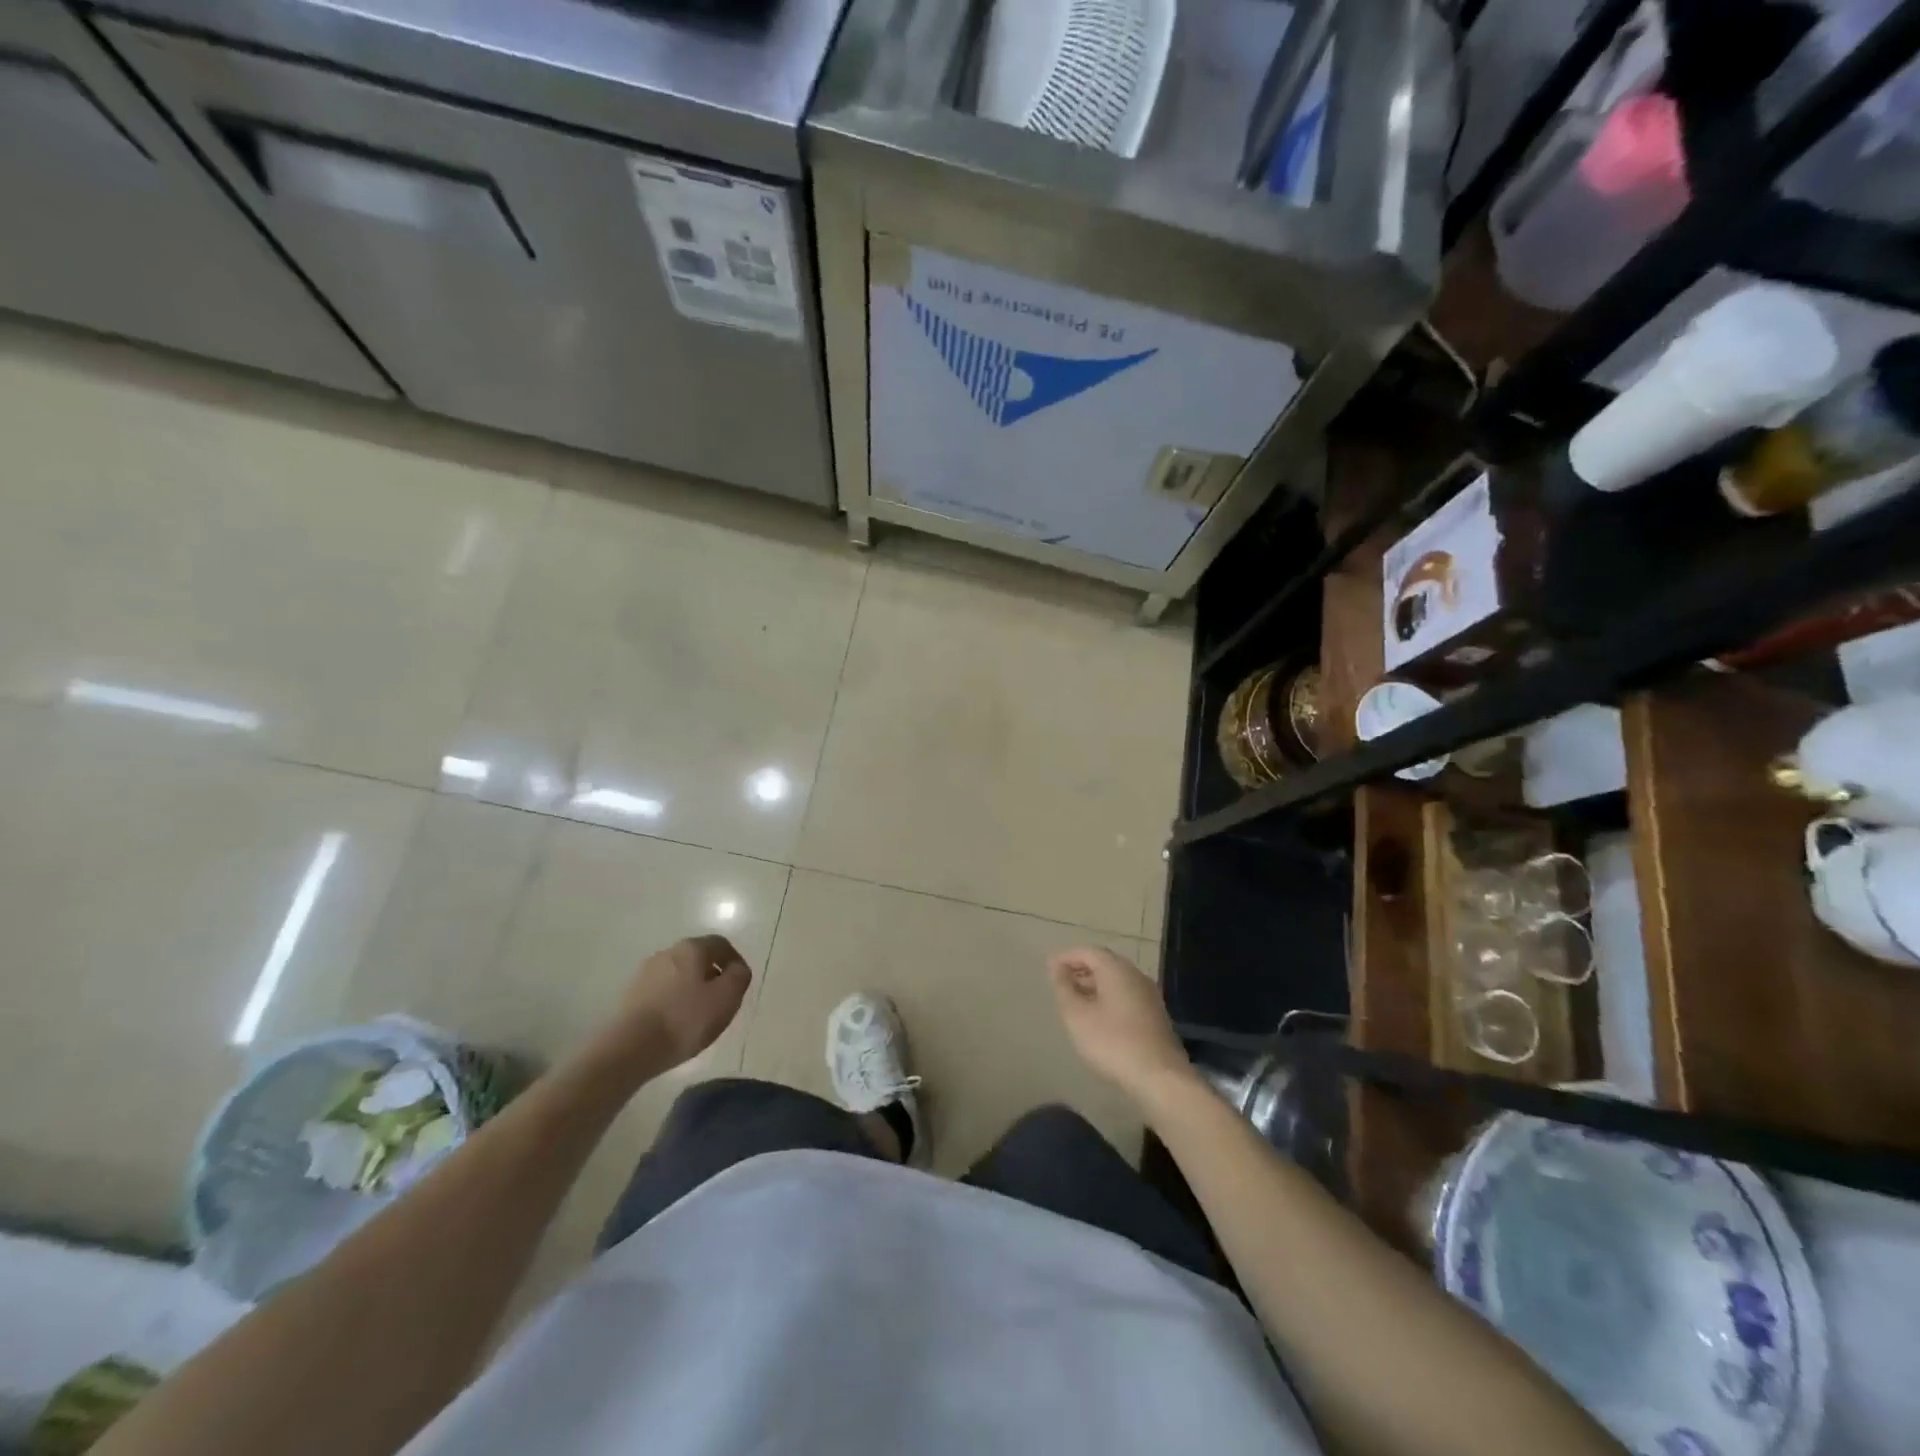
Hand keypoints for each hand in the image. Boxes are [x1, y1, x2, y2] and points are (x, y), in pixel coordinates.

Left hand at [615, 935, 753, 1070]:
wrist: (629, 1049)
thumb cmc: (684, 1020)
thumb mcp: (726, 998)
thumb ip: (738, 977)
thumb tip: (737, 969)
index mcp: (692, 948)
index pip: (721, 944)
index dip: (734, 962)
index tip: (740, 984)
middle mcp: (667, 953)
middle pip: (698, 958)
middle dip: (712, 976)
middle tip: (721, 1001)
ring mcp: (645, 973)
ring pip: (678, 975)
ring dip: (691, 989)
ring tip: (698, 1016)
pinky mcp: (631, 995)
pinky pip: (662, 992)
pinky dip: (673, 1002)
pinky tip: (675, 1024)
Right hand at [1047, 946, 1194, 1104]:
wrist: (1159, 1077)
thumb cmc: (1112, 1042)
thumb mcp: (1077, 1016)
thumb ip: (1064, 988)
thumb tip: (1057, 967)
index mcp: (1116, 969)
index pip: (1088, 951)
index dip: (1067, 957)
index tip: (1049, 969)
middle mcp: (1135, 975)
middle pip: (1104, 963)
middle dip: (1081, 969)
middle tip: (1061, 983)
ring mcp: (1149, 995)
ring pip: (1116, 980)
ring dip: (1094, 985)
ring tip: (1075, 1001)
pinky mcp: (1155, 1015)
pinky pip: (1126, 995)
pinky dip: (1108, 998)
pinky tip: (1098, 1018)